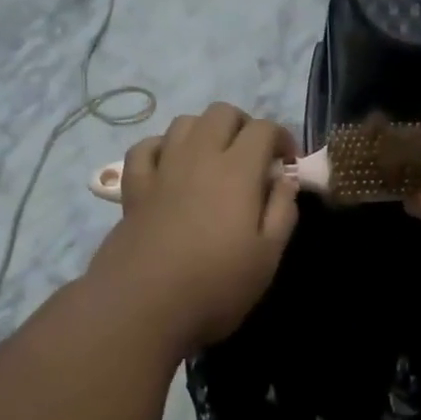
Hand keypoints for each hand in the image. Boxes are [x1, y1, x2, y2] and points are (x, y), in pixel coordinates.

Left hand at [89, 103, 298, 355]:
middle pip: (221, 113)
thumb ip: (282, 211)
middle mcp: (198, 157)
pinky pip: (145, 148)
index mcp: (237, 171)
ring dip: (205, 131)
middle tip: (253, 158)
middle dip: (244, 125)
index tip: (287, 165)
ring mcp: (162, 169)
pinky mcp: (134, 188)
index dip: (282, 138)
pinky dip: (162, 147)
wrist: (143, 306)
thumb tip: (286, 179)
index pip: (263, 129)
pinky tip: (170, 166)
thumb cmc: (216, 285)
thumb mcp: (267, 257)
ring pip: (183, 123)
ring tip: (214, 160)